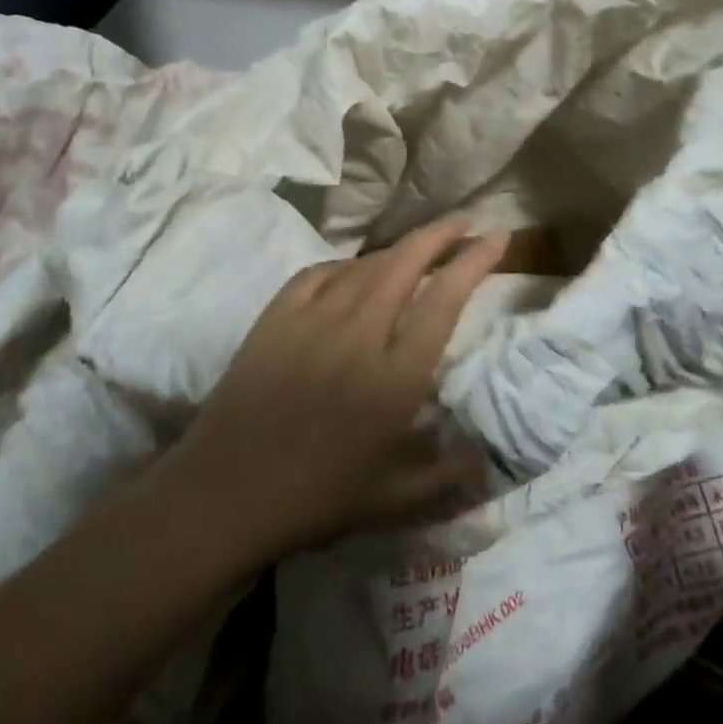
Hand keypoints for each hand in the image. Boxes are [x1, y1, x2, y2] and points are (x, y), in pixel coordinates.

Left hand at [167, 217, 506, 557]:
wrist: (226, 494)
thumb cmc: (317, 499)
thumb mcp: (396, 502)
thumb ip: (450, 478)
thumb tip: (488, 458)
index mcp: (395, 377)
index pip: (444, 300)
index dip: (474, 261)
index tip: (496, 237)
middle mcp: (358, 335)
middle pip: (406, 264)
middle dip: (440, 235)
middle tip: (464, 221)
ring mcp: (312, 320)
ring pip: (364, 265)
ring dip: (398, 249)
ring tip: (417, 247)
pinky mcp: (275, 318)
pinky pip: (318, 273)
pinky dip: (345, 265)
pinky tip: (354, 270)